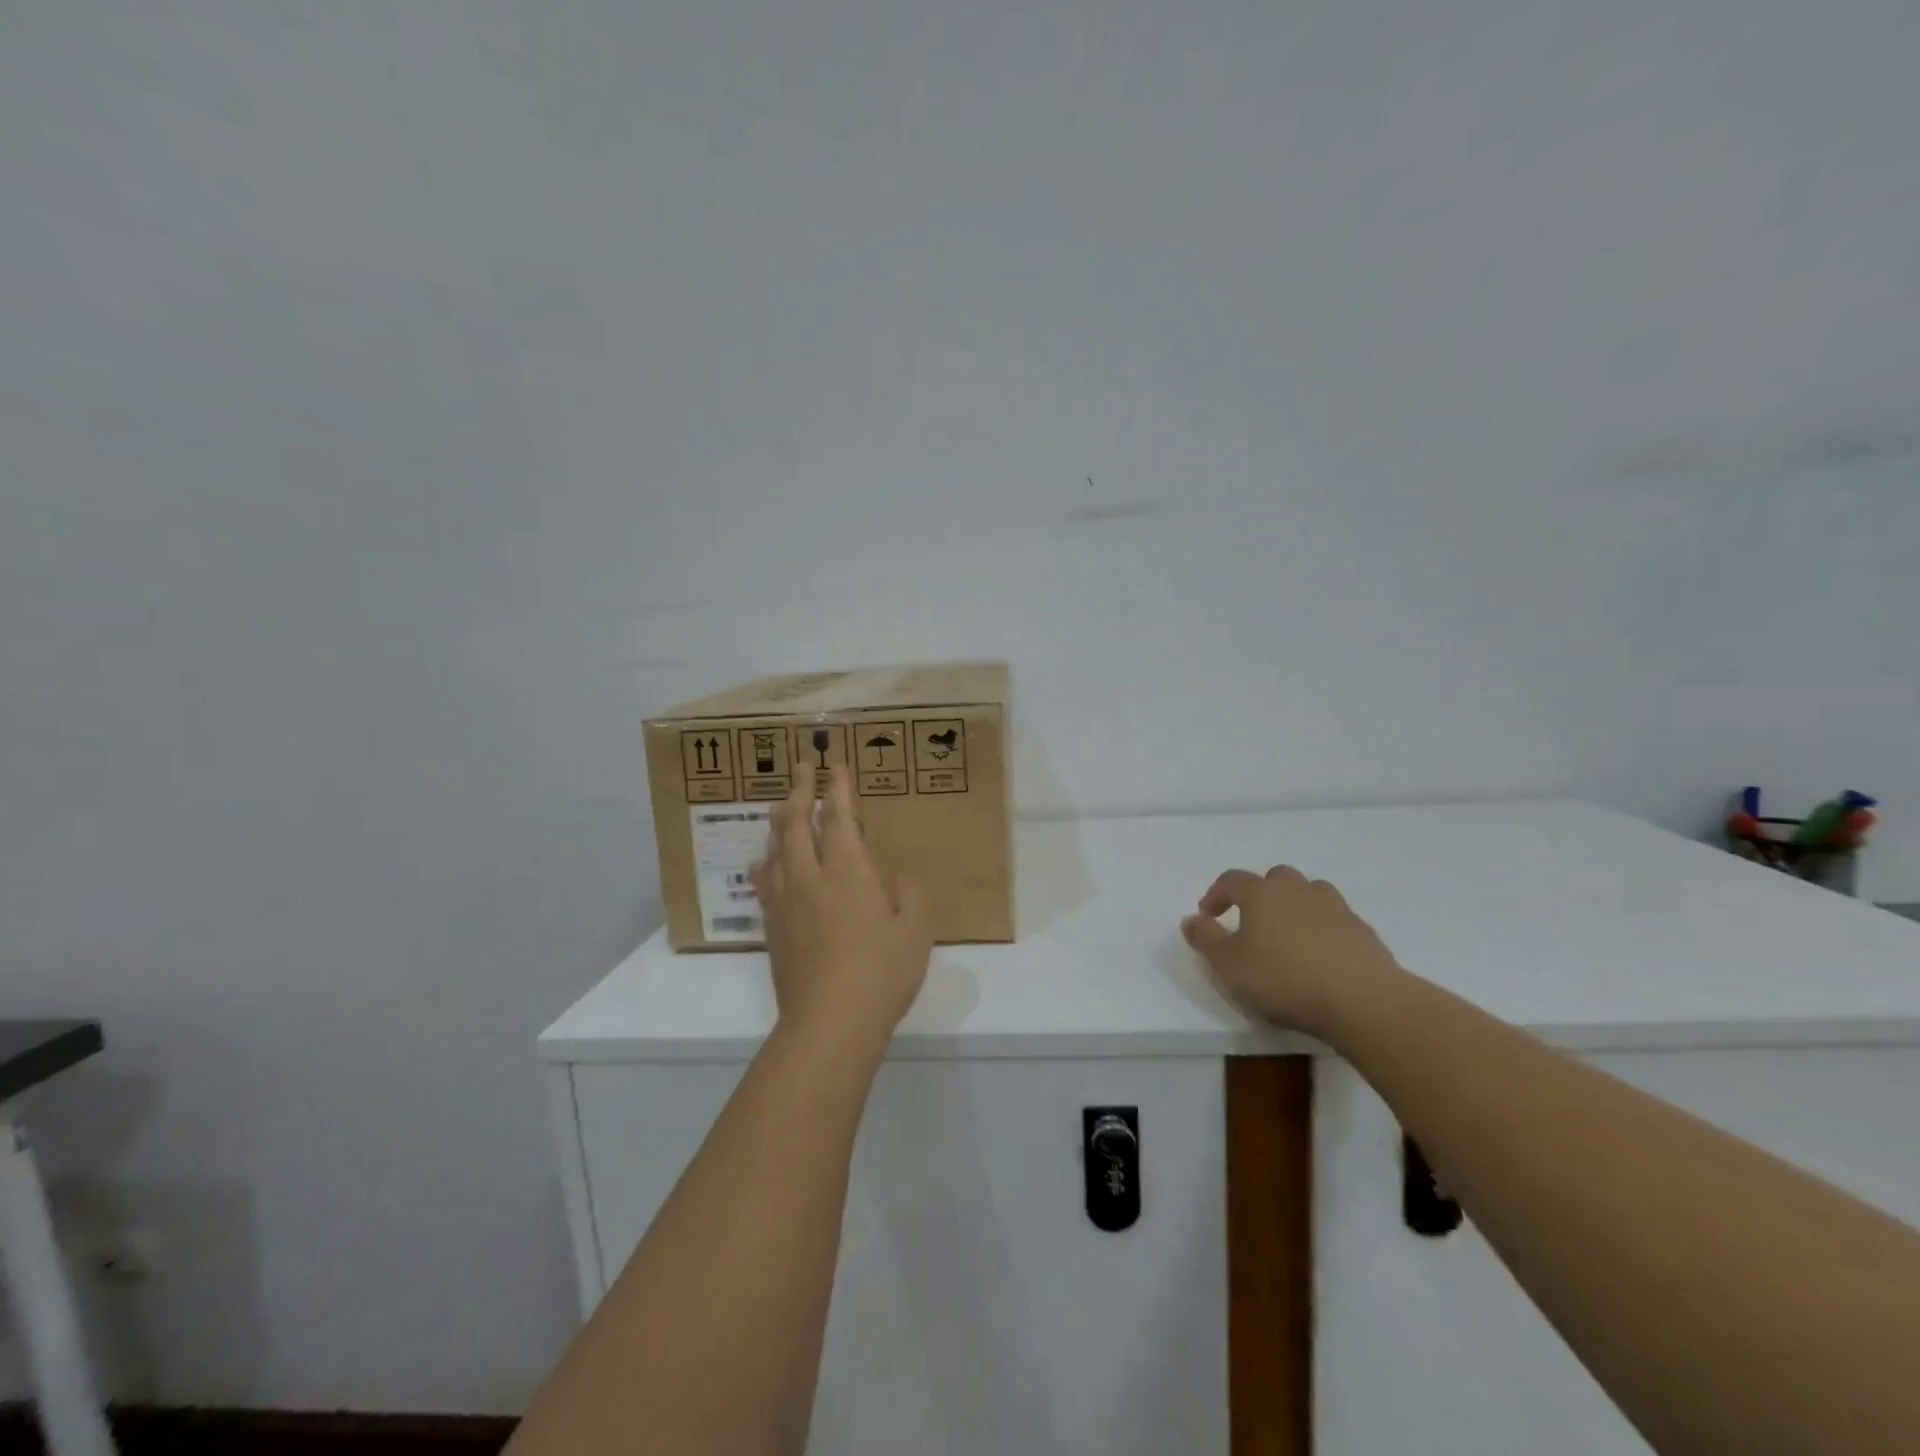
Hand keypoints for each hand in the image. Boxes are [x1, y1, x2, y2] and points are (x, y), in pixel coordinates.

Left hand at [751, 765, 932, 1053]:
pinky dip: (766, 861)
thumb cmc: (881, 973)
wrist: (829, 1024)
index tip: (835, 767)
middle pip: (797, 823)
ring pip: (776, 848)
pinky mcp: (773, 928)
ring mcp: (786, 902)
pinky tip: (764, 863)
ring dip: (780, 821)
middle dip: (801, 792)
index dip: (838, 789)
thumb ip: (909, 894)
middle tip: (802, 769)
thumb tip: (893, 878)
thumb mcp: (915, 930)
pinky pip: (765, 881)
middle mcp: (810, 877)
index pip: (840, 817)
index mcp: (848, 871)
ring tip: (781, 805)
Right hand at [1180, 866, 1403, 1034]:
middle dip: (1258, 893)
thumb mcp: (1228, 964)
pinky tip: (1319, 956)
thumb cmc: (1283, 979)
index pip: (1231, 880)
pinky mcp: (1362, 930)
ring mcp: (1335, 907)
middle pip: (1274, 878)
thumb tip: (1190, 919)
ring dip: (1293, 905)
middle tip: (1250, 920)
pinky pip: (1334, 919)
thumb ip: (1205, 939)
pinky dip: (1321, 928)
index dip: (1216, 894)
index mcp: (1262, 893)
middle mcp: (1298, 890)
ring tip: (1287, 935)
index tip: (1208, 916)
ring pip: (1308, 893)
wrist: (1362, 1000)